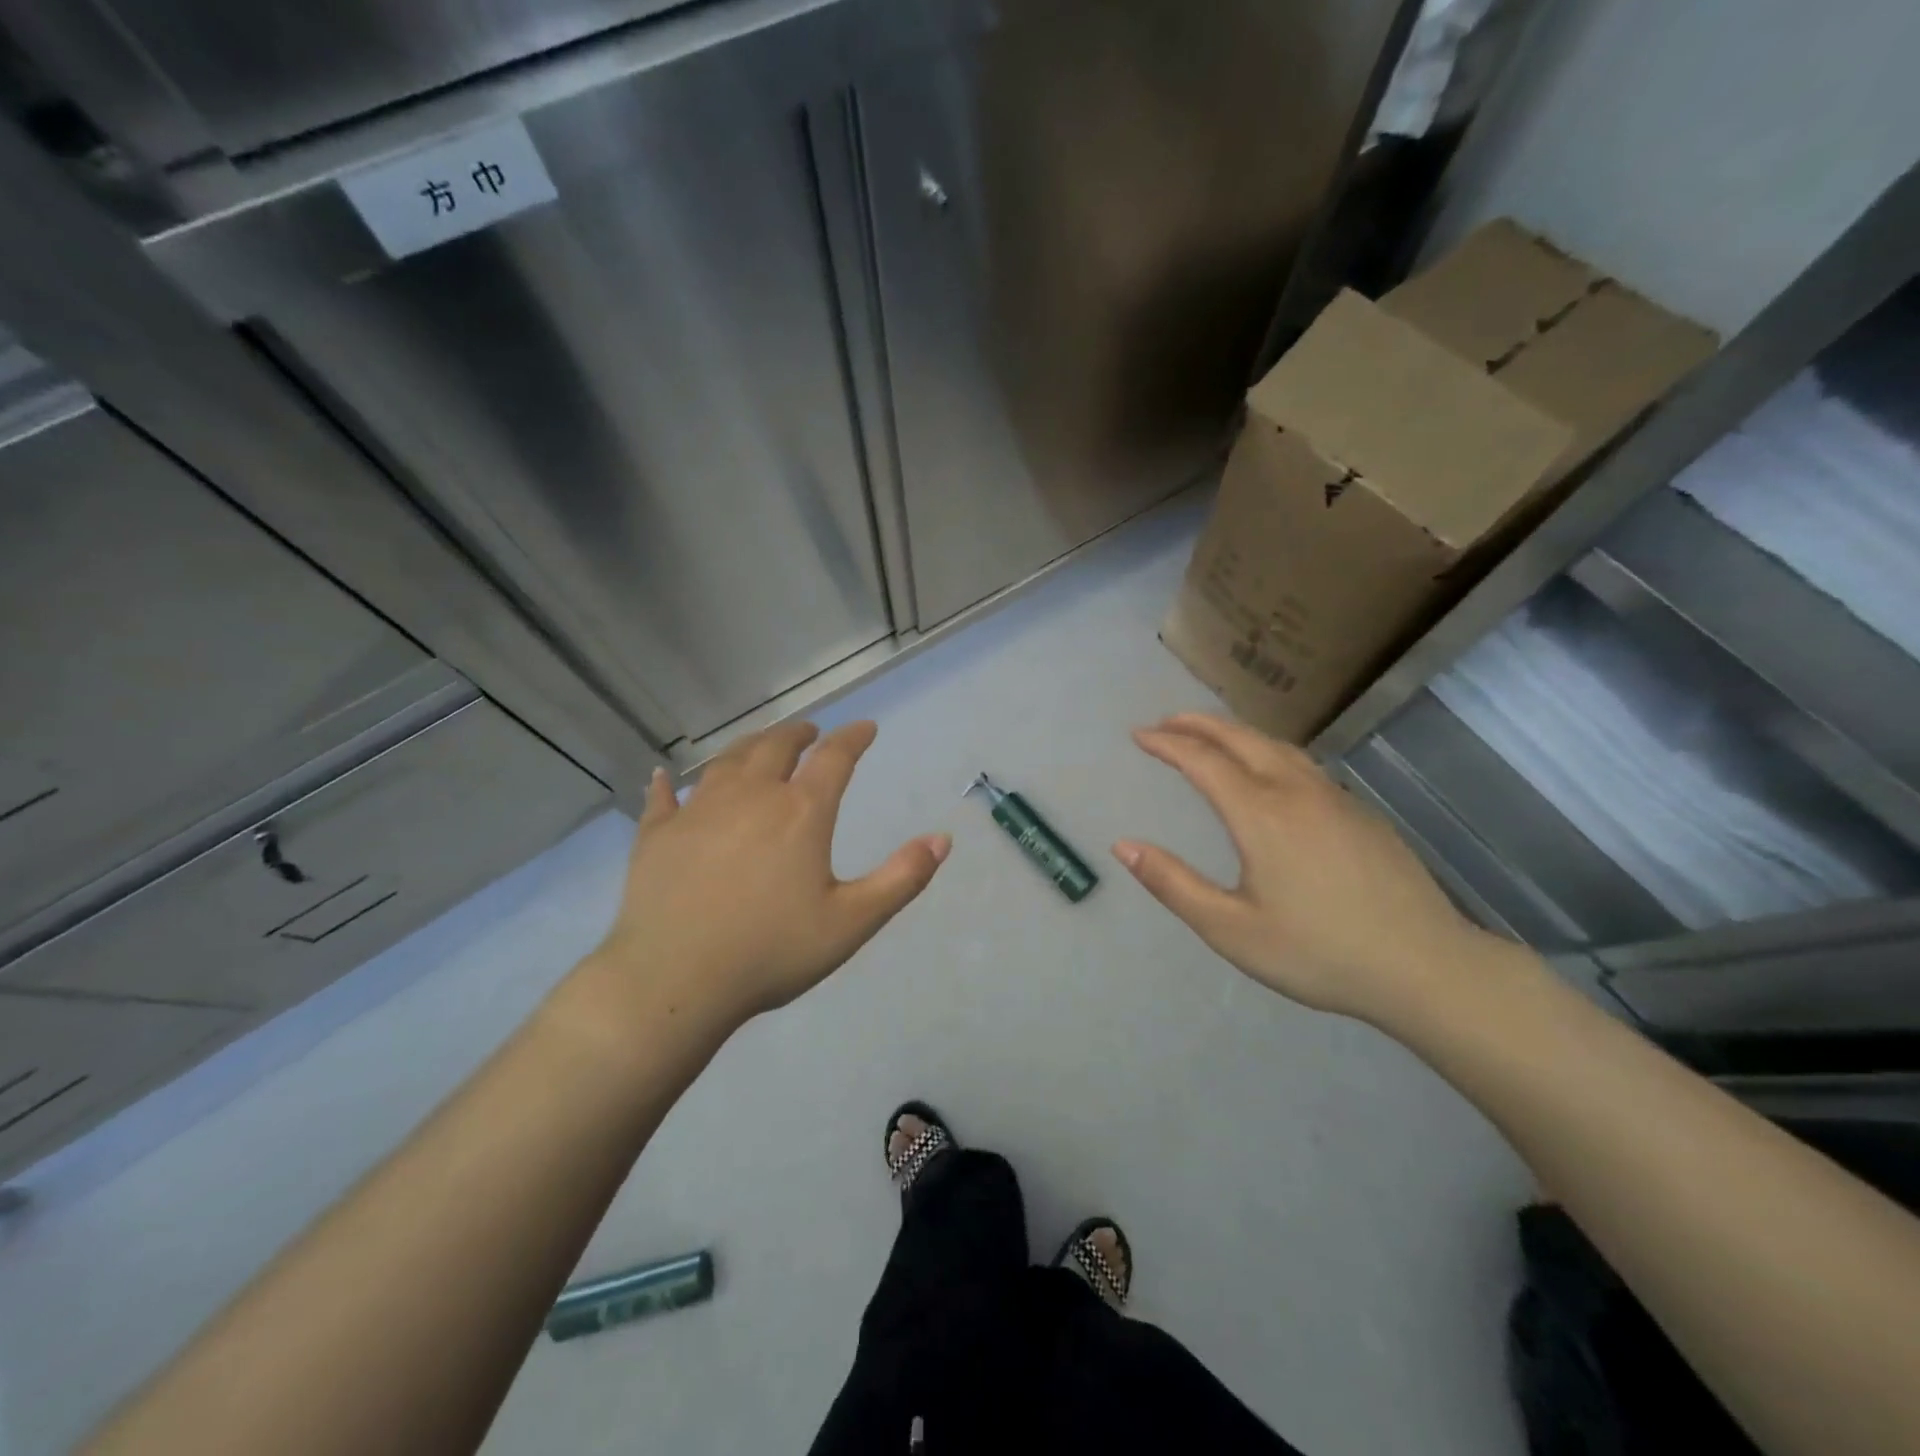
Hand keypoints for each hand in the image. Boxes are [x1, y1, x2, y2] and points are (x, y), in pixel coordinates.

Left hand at [585, 720, 949, 1038]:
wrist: (675, 981)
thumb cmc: (771, 951)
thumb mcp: (852, 922)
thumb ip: (901, 878)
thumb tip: (942, 839)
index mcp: (801, 812)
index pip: (834, 758)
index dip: (852, 738)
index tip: (865, 728)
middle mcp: (750, 796)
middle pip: (776, 746)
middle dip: (798, 733)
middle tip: (809, 731)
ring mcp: (698, 811)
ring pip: (726, 762)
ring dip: (748, 746)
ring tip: (759, 744)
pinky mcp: (657, 835)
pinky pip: (664, 798)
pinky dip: (668, 784)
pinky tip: (664, 777)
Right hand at [1116, 713, 1496, 1023]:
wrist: (1426, 967)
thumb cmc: (1319, 953)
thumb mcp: (1231, 929)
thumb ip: (1173, 884)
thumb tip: (1123, 846)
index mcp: (1260, 814)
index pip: (1202, 760)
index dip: (1166, 743)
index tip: (1138, 735)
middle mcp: (1297, 791)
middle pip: (1241, 738)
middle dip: (1198, 724)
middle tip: (1166, 723)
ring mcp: (1335, 798)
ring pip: (1277, 746)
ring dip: (1236, 733)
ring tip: (1211, 738)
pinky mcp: (1361, 813)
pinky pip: (1304, 764)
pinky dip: (1268, 752)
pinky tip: (1269, 774)